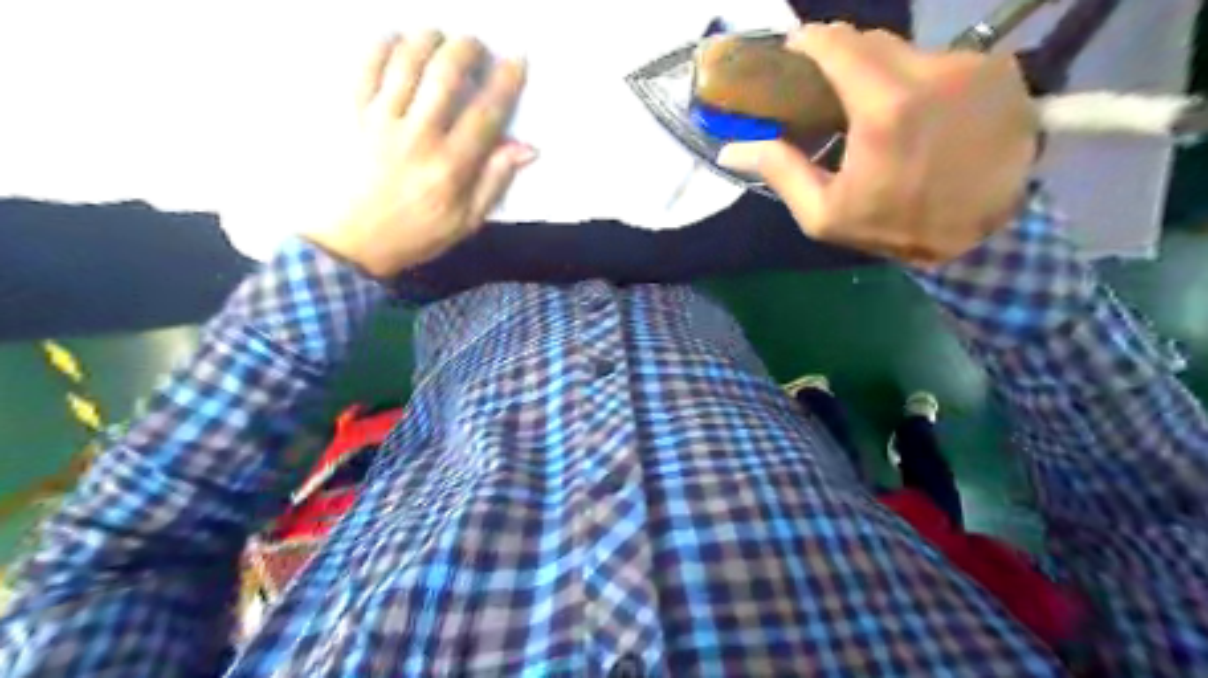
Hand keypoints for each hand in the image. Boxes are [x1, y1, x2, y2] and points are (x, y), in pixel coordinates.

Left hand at [307, 33, 533, 277]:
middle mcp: (418, 137)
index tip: (517, 60)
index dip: (505, 82)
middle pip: (445, 75)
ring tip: (439, 36)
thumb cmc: (414, 236)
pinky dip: (380, 45)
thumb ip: (494, 182)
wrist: (349, 244)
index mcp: (450, 167)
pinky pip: (365, 67)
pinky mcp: (351, 114)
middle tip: (475, 44)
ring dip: (427, 40)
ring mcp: (380, 121)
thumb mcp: (465, 222)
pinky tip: (394, 40)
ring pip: (406, 62)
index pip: (486, 113)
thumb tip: (526, 148)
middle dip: (466, 49)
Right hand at [714, 24, 1037, 267]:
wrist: (985, 237)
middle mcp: (932, 72)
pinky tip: (923, 116)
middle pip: (872, 40)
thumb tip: (730, 150)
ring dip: (885, 72)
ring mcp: (973, 67)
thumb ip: (780, 172)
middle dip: (845, 58)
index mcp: (884, 108)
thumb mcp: (825, 214)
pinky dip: (924, 81)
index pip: (837, 43)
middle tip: (829, 91)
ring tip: (879, 112)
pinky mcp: (1001, 72)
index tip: (793, 54)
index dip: (809, 41)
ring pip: (909, 51)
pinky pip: (945, 62)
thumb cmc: (895, 227)